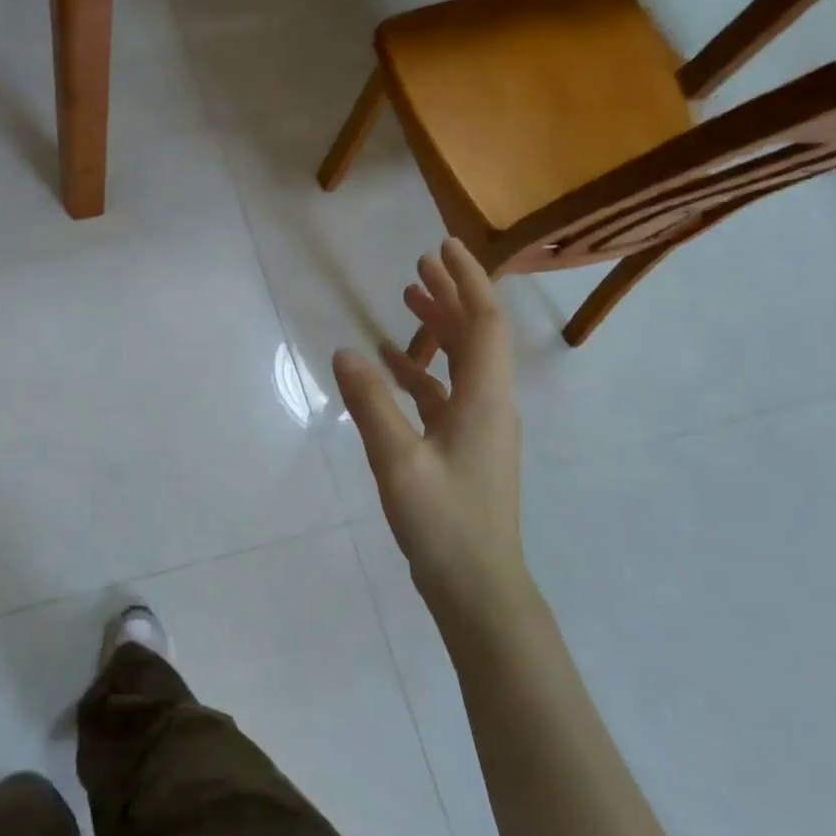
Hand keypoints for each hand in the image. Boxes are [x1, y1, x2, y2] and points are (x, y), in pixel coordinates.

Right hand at [332, 240, 524, 611]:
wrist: (478, 587)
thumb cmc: (443, 521)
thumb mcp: (398, 460)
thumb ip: (371, 403)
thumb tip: (345, 350)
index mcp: (484, 400)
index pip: (484, 323)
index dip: (467, 281)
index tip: (442, 248)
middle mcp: (489, 405)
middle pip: (476, 336)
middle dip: (451, 296)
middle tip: (419, 265)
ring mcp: (479, 429)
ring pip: (461, 364)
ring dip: (437, 330)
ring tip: (406, 303)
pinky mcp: (464, 449)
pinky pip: (445, 394)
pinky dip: (421, 372)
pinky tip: (391, 368)